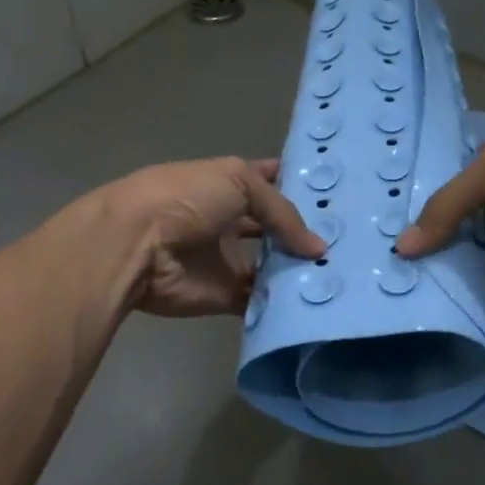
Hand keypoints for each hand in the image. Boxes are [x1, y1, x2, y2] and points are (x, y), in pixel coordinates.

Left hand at [104, 157, 324, 317]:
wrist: (136, 244)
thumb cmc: (186, 198)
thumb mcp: (239, 182)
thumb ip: (282, 212)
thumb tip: (317, 248)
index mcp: (228, 184)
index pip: (271, 181)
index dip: (298, 185)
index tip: (337, 194)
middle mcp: (229, 220)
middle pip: (274, 229)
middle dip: (304, 234)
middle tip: (349, 243)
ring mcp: (226, 259)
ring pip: (270, 266)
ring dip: (297, 270)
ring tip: (339, 274)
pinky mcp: (223, 295)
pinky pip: (258, 300)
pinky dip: (282, 303)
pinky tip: (314, 301)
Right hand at [395, 134, 484, 311]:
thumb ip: (446, 207)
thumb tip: (402, 248)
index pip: (453, 189)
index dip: (424, 206)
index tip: (386, 227)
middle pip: (465, 228)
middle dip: (436, 243)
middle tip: (395, 266)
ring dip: (460, 274)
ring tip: (419, 289)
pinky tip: (461, 309)